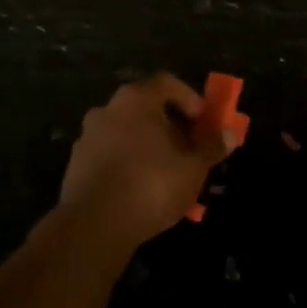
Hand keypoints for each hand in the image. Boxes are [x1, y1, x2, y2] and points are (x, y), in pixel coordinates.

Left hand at [59, 74, 236, 248]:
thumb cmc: (151, 184)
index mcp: (136, 99)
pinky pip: (110, 155)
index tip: (204, 122)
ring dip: (147, 146)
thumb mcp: (193, 167)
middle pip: (145, 108)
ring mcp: (88, 135)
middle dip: (169, 126)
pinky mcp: (76, 163)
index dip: (190, 99)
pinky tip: (140, 190)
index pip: (167, 83)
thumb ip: (211, 146)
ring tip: (166, 174)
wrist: (94, 224)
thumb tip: (230, 133)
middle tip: (188, 149)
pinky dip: (127, 164)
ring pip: (126, 133)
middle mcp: (108, 109)